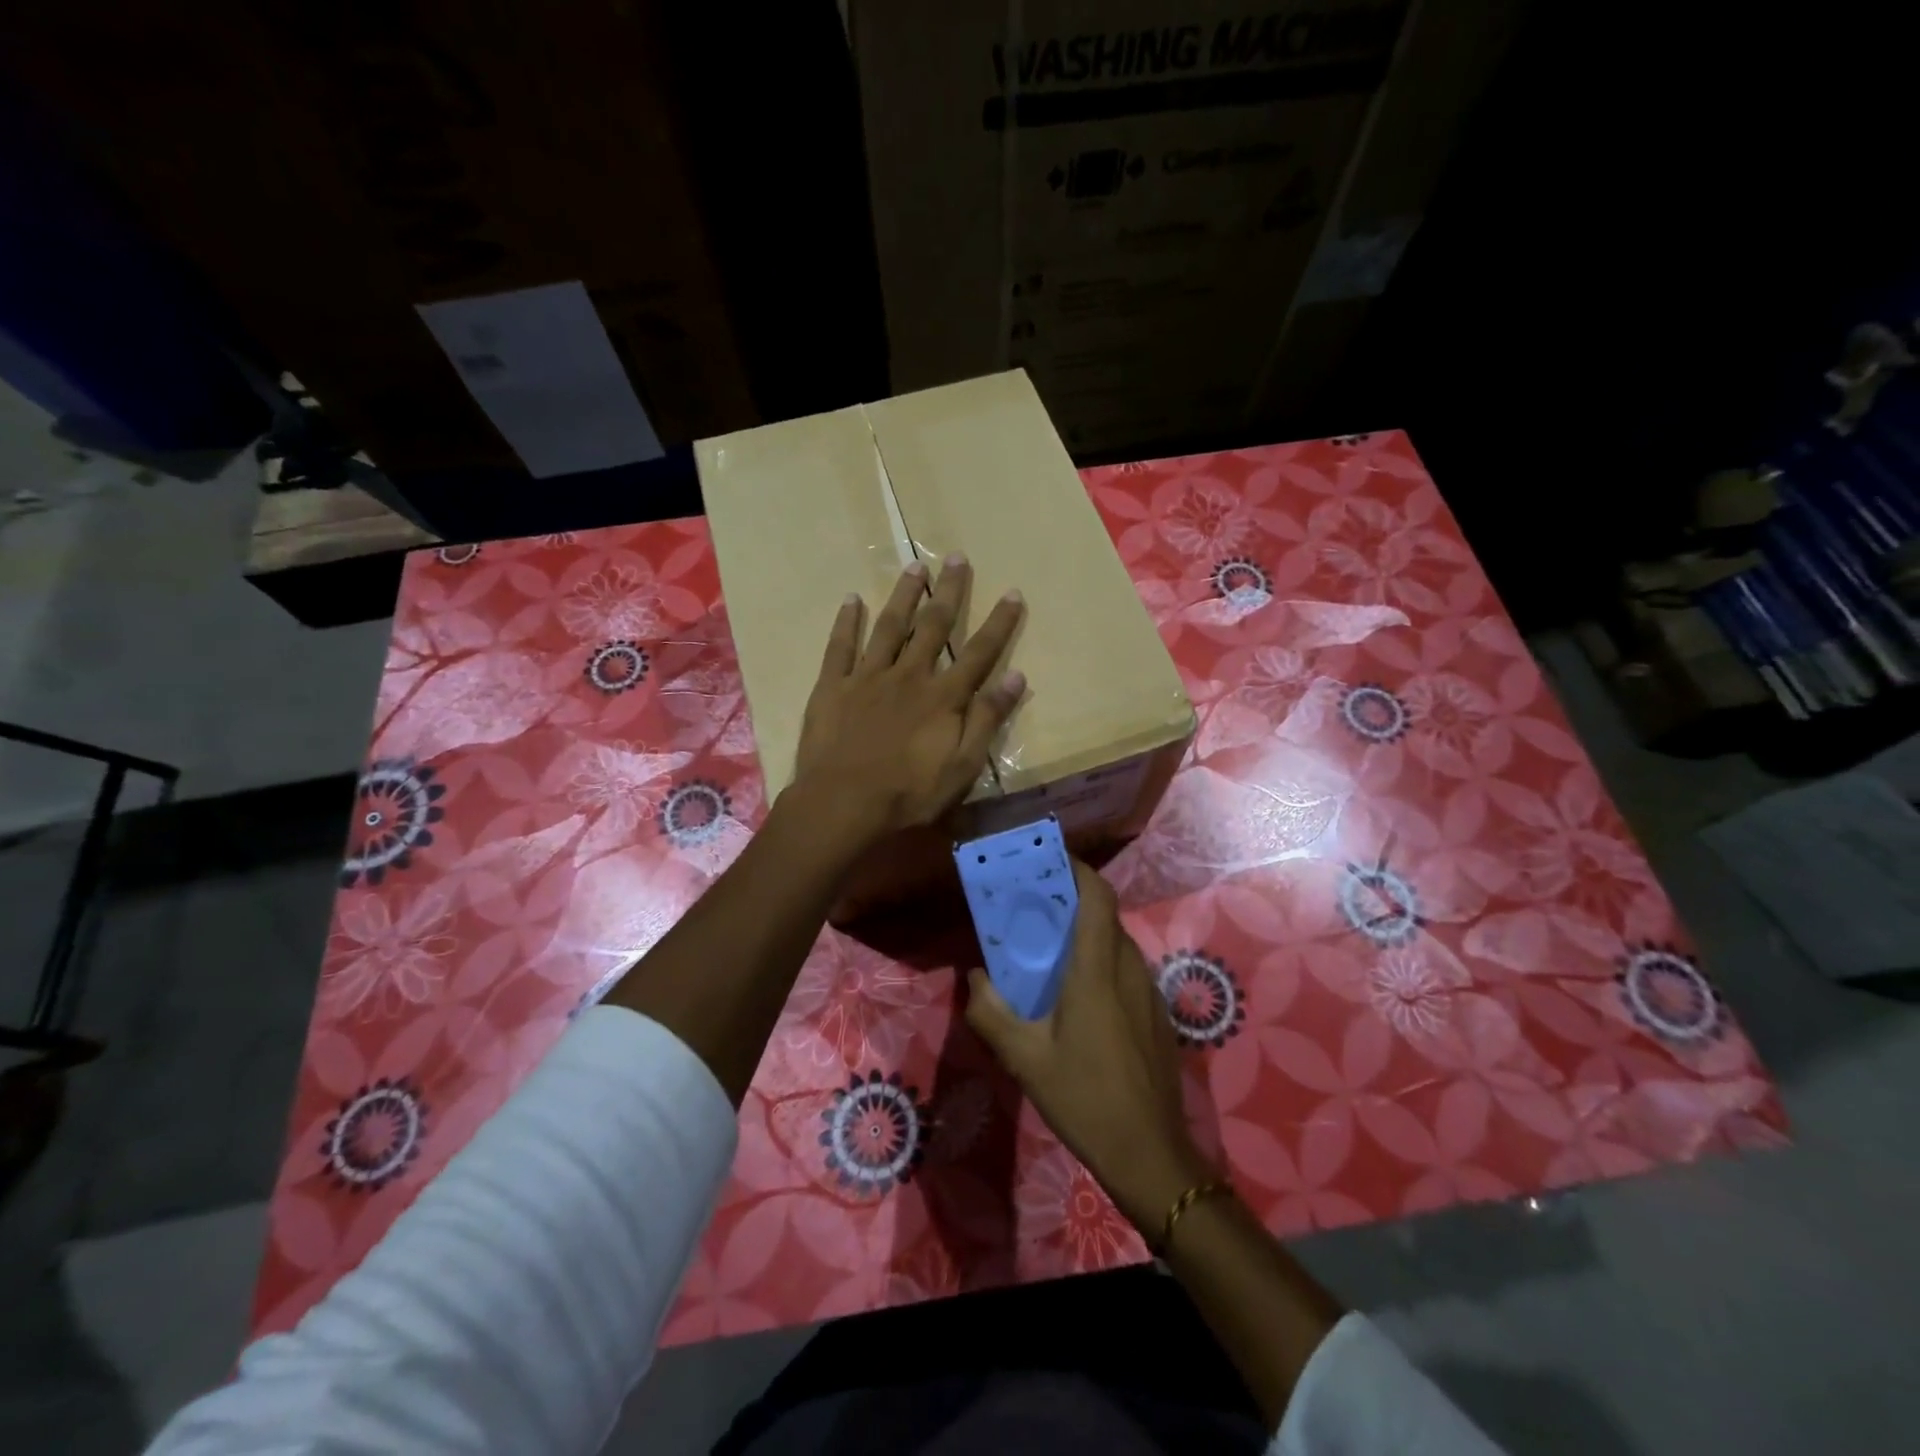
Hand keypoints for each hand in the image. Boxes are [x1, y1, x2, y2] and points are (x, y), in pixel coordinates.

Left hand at [791, 554, 1024, 851]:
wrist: (843, 803)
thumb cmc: (908, 793)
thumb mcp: (962, 767)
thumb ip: (987, 720)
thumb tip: (1016, 677)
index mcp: (942, 697)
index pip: (979, 653)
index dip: (998, 623)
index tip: (1012, 593)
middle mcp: (909, 675)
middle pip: (933, 626)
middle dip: (949, 591)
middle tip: (957, 557)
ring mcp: (868, 677)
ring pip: (889, 626)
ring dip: (903, 595)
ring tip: (914, 566)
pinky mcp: (833, 686)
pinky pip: (840, 646)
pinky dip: (846, 621)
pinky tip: (851, 599)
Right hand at [965, 860, 1212, 1235]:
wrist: (1151, 1154)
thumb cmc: (1085, 1099)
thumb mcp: (1025, 1059)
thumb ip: (992, 1012)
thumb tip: (975, 977)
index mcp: (1098, 971)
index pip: (1097, 898)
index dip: (1078, 870)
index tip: (1050, 860)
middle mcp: (1129, 970)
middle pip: (1105, 916)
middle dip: (1073, 901)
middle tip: (1035, 908)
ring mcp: (1149, 992)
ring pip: (1117, 944)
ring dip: (1087, 934)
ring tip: (1050, 949)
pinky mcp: (1157, 1014)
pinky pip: (1127, 970)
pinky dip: (1102, 962)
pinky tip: (1079, 996)